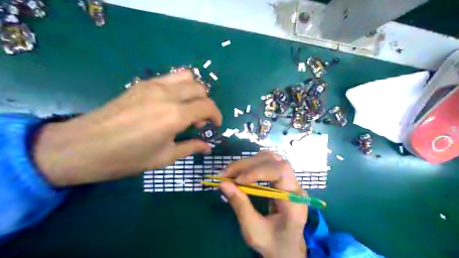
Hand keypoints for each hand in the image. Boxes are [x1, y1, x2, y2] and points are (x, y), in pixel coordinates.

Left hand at [32, 71, 222, 185]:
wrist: (85, 146)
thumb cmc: (128, 157)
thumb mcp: (164, 157)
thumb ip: (190, 148)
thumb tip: (207, 146)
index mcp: (175, 115)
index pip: (208, 106)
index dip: (216, 115)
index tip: (215, 125)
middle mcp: (168, 95)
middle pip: (200, 88)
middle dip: (206, 104)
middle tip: (198, 121)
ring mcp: (154, 85)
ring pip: (186, 76)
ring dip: (194, 91)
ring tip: (187, 107)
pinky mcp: (142, 83)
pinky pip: (170, 77)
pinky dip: (179, 86)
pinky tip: (170, 102)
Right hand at [219, 151, 305, 257]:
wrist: (287, 249)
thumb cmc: (273, 243)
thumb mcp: (254, 230)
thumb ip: (240, 205)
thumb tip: (223, 183)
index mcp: (294, 200)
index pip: (280, 172)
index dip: (258, 171)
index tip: (237, 180)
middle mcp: (295, 185)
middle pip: (274, 161)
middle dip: (247, 165)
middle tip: (225, 174)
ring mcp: (290, 180)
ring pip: (270, 159)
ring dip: (248, 162)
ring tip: (230, 172)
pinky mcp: (281, 180)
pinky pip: (267, 163)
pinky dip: (251, 165)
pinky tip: (240, 172)